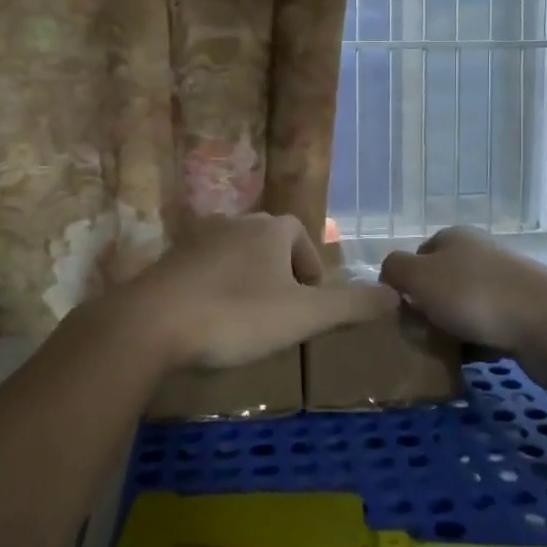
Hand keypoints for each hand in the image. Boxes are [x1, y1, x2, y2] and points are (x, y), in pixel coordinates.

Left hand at [108, 213, 397, 372]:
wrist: (151, 323)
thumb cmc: (236, 315)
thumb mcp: (303, 316)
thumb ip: (351, 305)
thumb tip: (395, 294)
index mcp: (270, 228)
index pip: (301, 236)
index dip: (312, 269)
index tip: (310, 306)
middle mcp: (235, 223)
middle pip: (270, 244)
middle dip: (282, 276)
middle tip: (285, 316)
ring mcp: (198, 239)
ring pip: (237, 257)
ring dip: (250, 283)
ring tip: (251, 322)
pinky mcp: (170, 262)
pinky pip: (206, 271)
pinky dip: (218, 290)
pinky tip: (212, 322)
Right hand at [379, 226, 546, 360]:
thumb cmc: (475, 295)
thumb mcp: (419, 277)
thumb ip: (395, 269)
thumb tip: (390, 275)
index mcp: (453, 238)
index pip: (416, 255)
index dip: (403, 283)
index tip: (398, 312)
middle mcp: (479, 254)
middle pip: (439, 283)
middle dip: (426, 310)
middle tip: (416, 336)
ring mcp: (505, 283)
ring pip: (463, 307)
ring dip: (450, 329)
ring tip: (440, 353)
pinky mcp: (523, 313)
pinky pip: (486, 328)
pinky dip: (475, 343)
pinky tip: (468, 361)